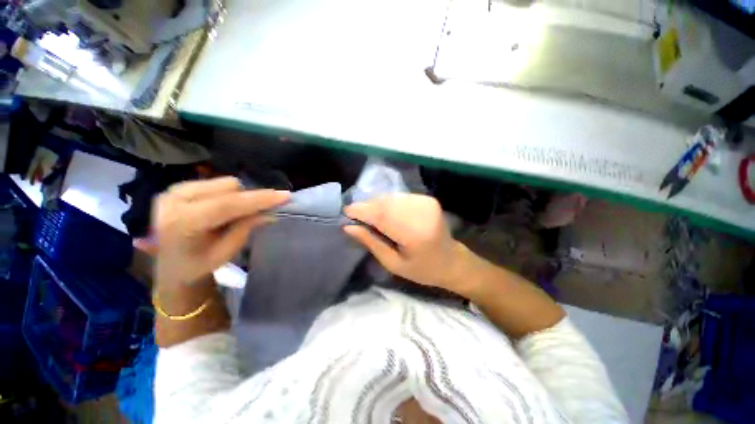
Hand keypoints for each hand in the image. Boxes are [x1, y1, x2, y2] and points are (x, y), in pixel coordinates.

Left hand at [153, 177, 289, 287]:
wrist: (170, 264)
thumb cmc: (198, 264)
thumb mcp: (226, 252)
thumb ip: (246, 228)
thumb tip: (270, 212)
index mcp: (182, 223)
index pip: (227, 205)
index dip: (258, 199)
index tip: (285, 196)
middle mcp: (174, 200)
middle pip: (229, 187)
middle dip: (250, 198)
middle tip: (261, 212)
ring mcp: (174, 190)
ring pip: (225, 182)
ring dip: (239, 196)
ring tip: (236, 214)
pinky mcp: (178, 186)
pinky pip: (217, 182)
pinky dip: (229, 194)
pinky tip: (224, 208)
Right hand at [344, 194, 470, 293]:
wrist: (451, 260)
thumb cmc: (422, 269)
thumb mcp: (393, 264)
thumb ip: (371, 242)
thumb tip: (348, 227)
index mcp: (415, 234)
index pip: (381, 216)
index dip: (361, 211)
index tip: (346, 212)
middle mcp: (422, 213)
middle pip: (385, 203)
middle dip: (366, 206)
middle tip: (355, 214)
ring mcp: (426, 203)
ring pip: (391, 197)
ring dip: (376, 203)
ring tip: (368, 214)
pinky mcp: (428, 199)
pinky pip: (400, 197)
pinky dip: (388, 202)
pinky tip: (384, 211)